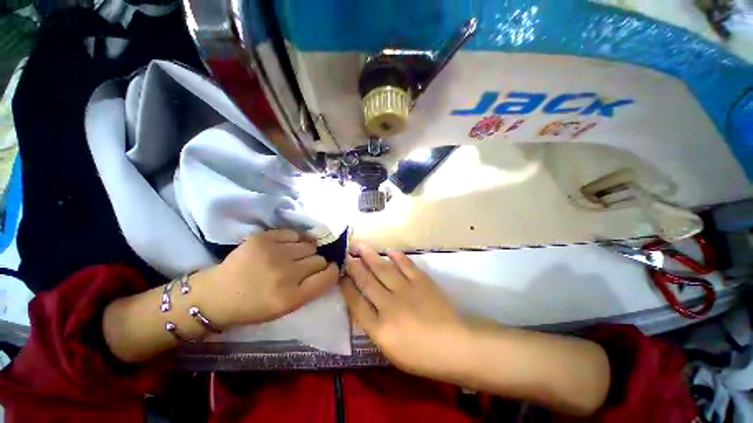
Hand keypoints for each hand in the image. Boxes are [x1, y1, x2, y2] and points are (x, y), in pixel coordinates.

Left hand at [199, 229, 338, 327]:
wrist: (216, 294)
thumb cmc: (254, 306)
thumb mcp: (286, 307)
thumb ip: (311, 289)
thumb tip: (328, 268)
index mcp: (292, 297)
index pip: (328, 276)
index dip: (332, 271)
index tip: (328, 269)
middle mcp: (286, 274)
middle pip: (320, 259)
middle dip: (316, 263)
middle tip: (302, 267)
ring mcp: (274, 253)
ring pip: (309, 245)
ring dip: (304, 251)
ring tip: (291, 256)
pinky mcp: (263, 238)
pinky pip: (294, 234)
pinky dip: (293, 240)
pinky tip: (283, 247)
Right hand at [340, 242, 470, 379]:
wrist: (456, 346)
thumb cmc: (423, 357)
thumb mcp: (391, 352)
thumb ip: (375, 329)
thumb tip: (364, 309)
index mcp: (380, 328)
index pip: (356, 303)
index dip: (346, 288)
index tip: (340, 276)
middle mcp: (389, 305)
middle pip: (366, 282)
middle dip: (354, 267)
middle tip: (345, 254)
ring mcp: (406, 290)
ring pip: (383, 269)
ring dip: (370, 256)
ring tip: (359, 245)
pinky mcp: (421, 281)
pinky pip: (406, 264)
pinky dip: (397, 256)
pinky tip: (389, 250)